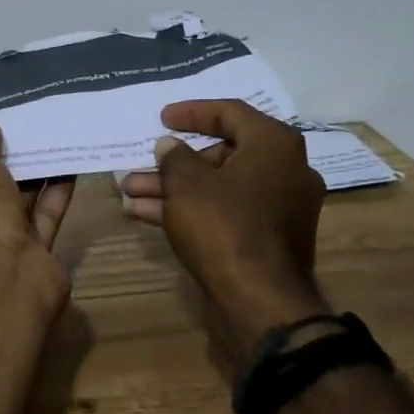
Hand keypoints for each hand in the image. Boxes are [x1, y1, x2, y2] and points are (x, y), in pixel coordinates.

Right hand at [118, 100, 327, 351]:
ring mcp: (279, 208)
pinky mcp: (268, 238)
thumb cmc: (223, 226)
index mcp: (275, 145)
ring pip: (217, 187)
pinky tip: (145, 215)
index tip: (162, 117)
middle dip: (173, 163)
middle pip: (221, 154)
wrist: (260, 302)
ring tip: (128, 193)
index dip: (191, 112)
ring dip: (172, 189)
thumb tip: (171, 147)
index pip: (230, 112)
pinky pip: (225, 211)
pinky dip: (191, 209)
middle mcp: (285, 170)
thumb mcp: (186, 183)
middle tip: (139, 166)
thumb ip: (174, 156)